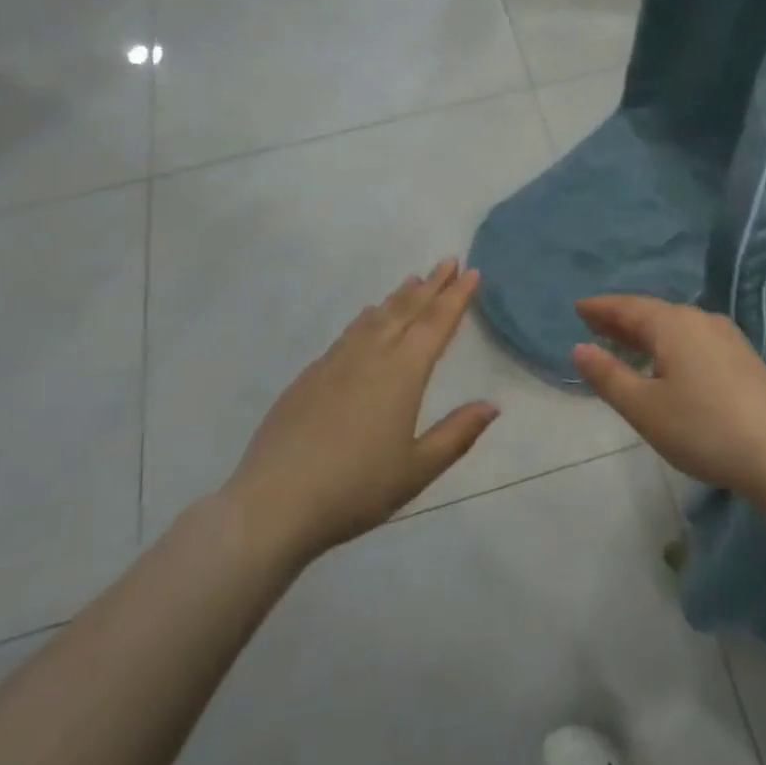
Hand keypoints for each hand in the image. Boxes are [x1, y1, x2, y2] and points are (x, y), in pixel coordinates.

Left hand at [224, 259, 498, 567]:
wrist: (273, 503)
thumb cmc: (356, 488)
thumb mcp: (418, 469)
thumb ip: (457, 434)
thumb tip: (492, 406)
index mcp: (403, 373)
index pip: (436, 324)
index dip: (456, 297)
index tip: (471, 271)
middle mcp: (370, 356)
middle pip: (406, 310)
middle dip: (431, 285)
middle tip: (448, 261)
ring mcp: (335, 363)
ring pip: (374, 317)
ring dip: (398, 297)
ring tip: (412, 280)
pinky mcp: (309, 377)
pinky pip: (348, 333)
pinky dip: (366, 318)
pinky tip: (366, 318)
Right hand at [571, 295, 765, 496]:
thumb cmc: (702, 428)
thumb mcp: (644, 408)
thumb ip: (609, 376)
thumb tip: (580, 349)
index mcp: (673, 324)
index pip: (628, 307)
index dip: (601, 308)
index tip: (579, 308)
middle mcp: (701, 320)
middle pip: (653, 313)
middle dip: (622, 319)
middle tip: (594, 324)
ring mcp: (727, 337)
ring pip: (677, 326)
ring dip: (648, 332)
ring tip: (626, 343)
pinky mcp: (743, 357)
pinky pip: (695, 339)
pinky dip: (671, 343)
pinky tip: (668, 362)